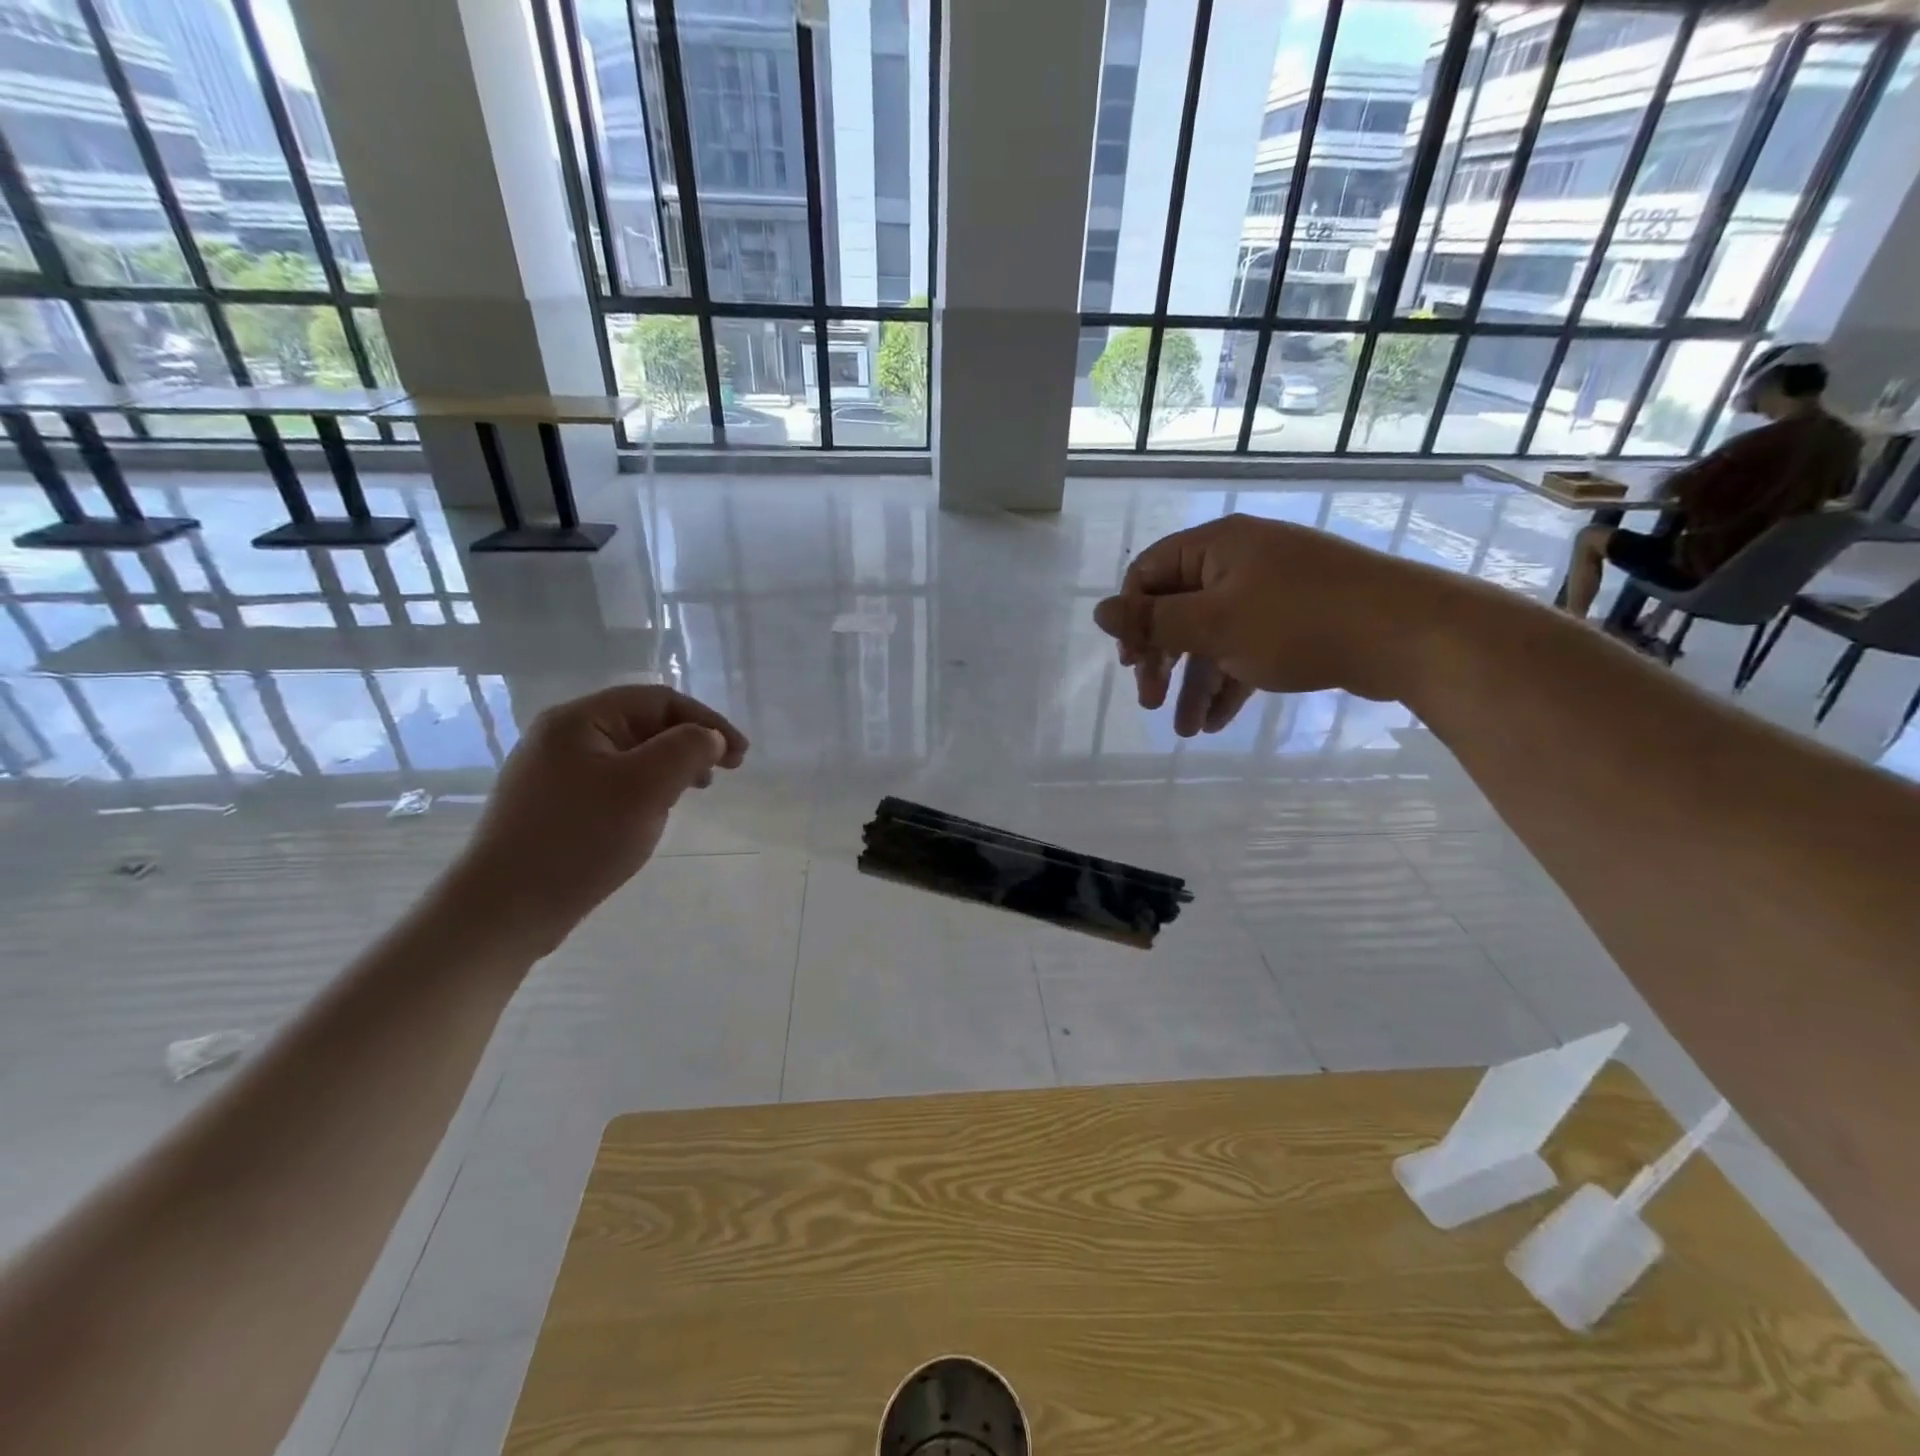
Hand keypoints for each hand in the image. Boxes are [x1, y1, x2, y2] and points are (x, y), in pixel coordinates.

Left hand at [444, 685, 748, 954]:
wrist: (503, 909)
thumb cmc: (579, 839)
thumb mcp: (645, 787)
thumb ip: (686, 750)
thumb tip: (708, 737)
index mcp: (579, 719)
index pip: (659, 700)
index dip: (707, 721)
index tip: (740, 757)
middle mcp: (562, 736)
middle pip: (643, 723)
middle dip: (689, 743)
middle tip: (722, 775)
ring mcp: (553, 771)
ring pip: (630, 754)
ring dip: (670, 766)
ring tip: (693, 793)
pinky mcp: (553, 804)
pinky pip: (612, 781)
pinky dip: (645, 788)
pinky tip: (652, 813)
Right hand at [1093, 514, 1453, 734]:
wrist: (1408, 635)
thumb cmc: (1299, 622)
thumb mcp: (1213, 624)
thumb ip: (1152, 621)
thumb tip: (1099, 612)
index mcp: (1216, 546)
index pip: (1149, 574)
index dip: (1132, 619)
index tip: (1132, 664)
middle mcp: (1239, 562)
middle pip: (1179, 609)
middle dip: (1162, 659)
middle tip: (1150, 702)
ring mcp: (1270, 592)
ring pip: (1213, 637)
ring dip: (1195, 683)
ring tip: (1184, 730)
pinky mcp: (1295, 622)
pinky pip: (1246, 649)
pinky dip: (1230, 683)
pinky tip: (1216, 722)